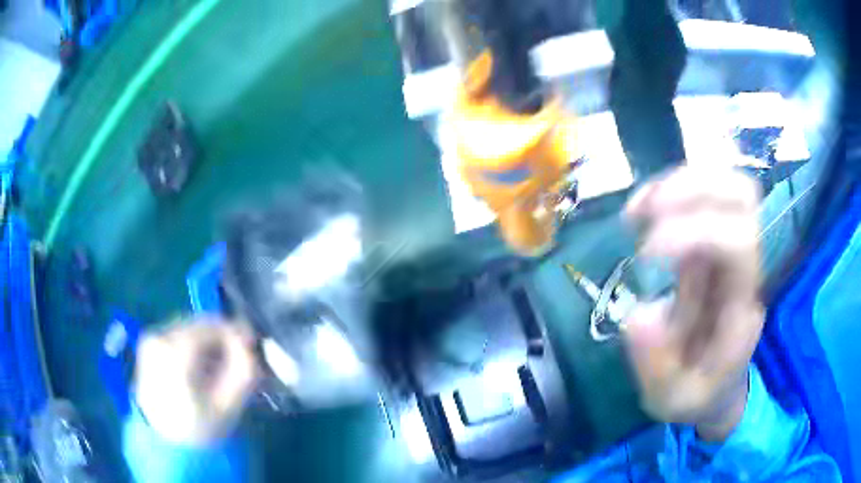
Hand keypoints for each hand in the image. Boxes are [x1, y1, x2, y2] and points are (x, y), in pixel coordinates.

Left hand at [134, 319, 259, 445]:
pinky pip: (178, 335)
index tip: (252, 347)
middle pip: (200, 325)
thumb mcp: (227, 405)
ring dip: (209, 342)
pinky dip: (194, 346)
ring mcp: (150, 338)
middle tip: (240, 359)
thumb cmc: (197, 427)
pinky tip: (202, 367)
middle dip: (223, 339)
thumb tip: (250, 339)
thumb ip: (242, 370)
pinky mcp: (148, 344)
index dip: (237, 334)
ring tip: (222, 366)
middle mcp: (158, 336)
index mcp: (174, 350)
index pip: (213, 326)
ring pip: (190, 328)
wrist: (164, 441)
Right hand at [623, 166, 763, 441]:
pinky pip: (704, 193)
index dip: (694, 233)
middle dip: (690, 191)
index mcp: (742, 304)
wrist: (716, 385)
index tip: (644, 254)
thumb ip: (657, 366)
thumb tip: (640, 312)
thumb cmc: (698, 393)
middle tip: (642, 214)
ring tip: (638, 208)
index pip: (739, 241)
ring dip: (678, 183)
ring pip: (725, 182)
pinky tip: (644, 207)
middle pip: (742, 194)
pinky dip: (671, 188)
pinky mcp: (714, 241)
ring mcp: (732, 247)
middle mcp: (745, 264)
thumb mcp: (672, 400)